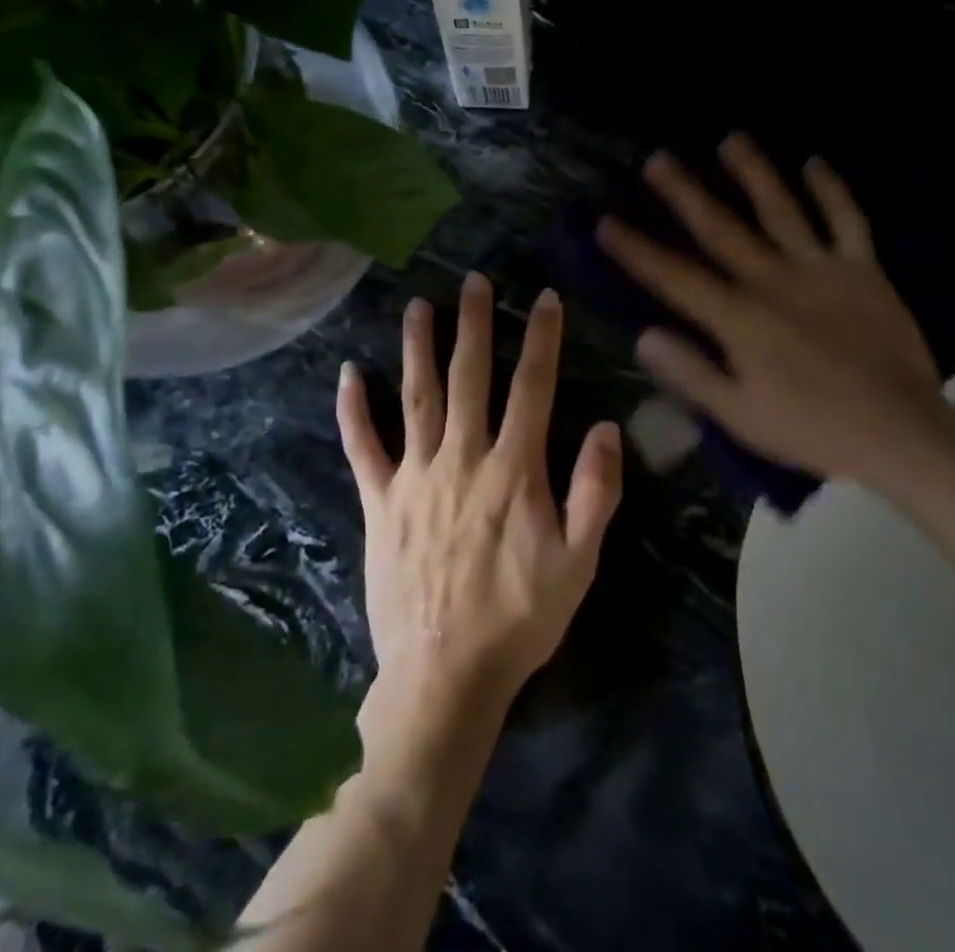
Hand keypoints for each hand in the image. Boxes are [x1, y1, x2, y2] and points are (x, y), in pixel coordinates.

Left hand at [337, 274, 622, 719]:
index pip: (532, 387)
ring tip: (419, 306)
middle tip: (474, 281)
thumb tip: (606, 426)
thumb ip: (595, 491)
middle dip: (474, 325)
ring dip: (418, 348)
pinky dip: (354, 410)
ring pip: (417, 397)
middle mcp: (463, 457)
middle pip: (470, 377)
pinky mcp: (380, 501)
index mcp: (514, 469)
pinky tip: (348, 374)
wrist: (446, 674)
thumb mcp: (578, 562)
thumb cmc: (519, 617)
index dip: (540, 338)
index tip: (544, 298)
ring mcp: (416, 476)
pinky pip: (363, 446)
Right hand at [596, 134, 947, 492]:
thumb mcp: (740, 416)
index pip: (676, 277)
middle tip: (658, 159)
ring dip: (754, 172)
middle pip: (721, 228)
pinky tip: (814, 162)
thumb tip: (644, 336)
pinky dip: (831, 189)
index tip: (607, 222)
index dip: (638, 250)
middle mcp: (774, 281)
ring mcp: (821, 269)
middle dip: (685, 193)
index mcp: (740, 319)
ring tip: (731, 139)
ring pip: (781, 209)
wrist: (899, 431)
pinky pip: (846, 219)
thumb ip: (691, 373)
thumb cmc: (812, 429)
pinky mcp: (863, 269)